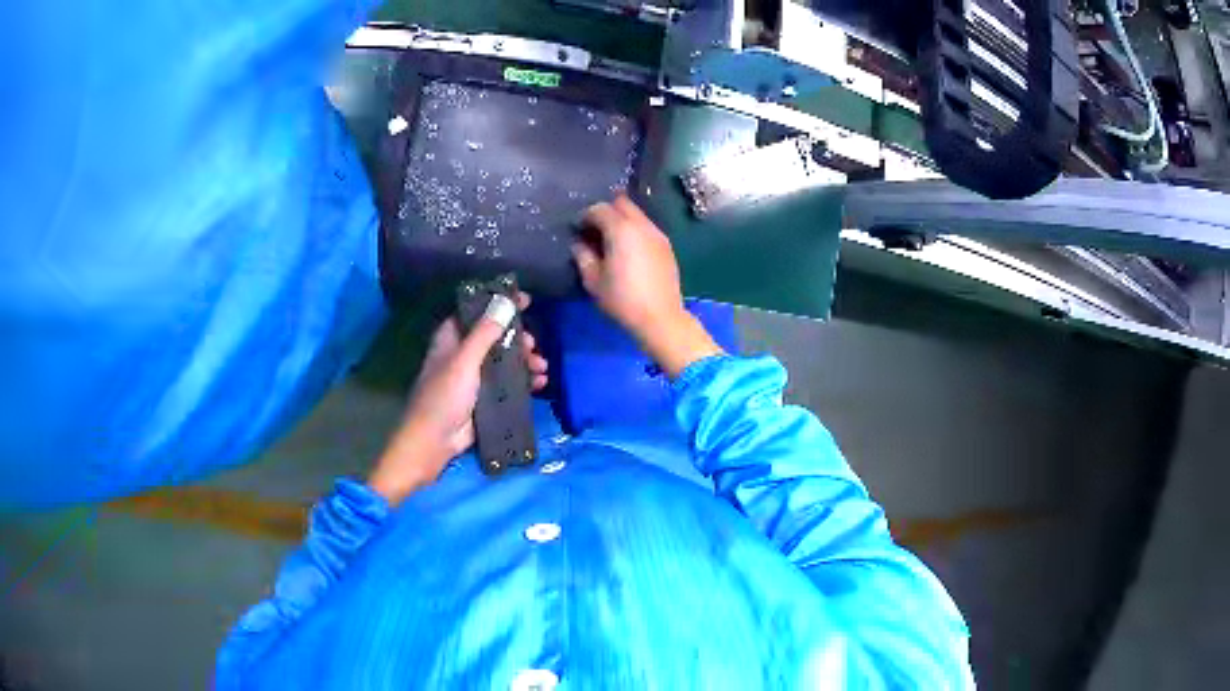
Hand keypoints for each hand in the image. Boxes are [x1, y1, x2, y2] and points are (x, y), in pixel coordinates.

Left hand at [369, 293, 547, 505]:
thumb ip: (484, 333)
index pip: (477, 312)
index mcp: (452, 339)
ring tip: (541, 367)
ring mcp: (475, 377)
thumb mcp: (464, 361)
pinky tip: (540, 383)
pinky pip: (510, 384)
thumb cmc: (444, 396)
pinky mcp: (486, 398)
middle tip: (533, 344)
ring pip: (505, 360)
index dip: (499, 304)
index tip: (525, 300)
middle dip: (518, 338)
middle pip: (496, 337)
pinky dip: (525, 381)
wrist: (435, 442)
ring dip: (525, 361)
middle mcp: (463, 354)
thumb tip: (505, 302)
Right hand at [573, 195, 722, 376]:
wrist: (661, 318)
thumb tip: (579, 244)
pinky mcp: (666, 247)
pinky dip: (634, 232)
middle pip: (622, 204)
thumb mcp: (593, 281)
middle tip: (594, 231)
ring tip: (610, 242)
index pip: (599, 209)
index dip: (585, 216)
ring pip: (637, 215)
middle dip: (606, 212)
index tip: (577, 230)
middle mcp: (642, 225)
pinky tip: (628, 252)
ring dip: (622, 221)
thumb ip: (583, 257)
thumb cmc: (622, 300)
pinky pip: (646, 228)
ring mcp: (657, 235)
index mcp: (621, 230)